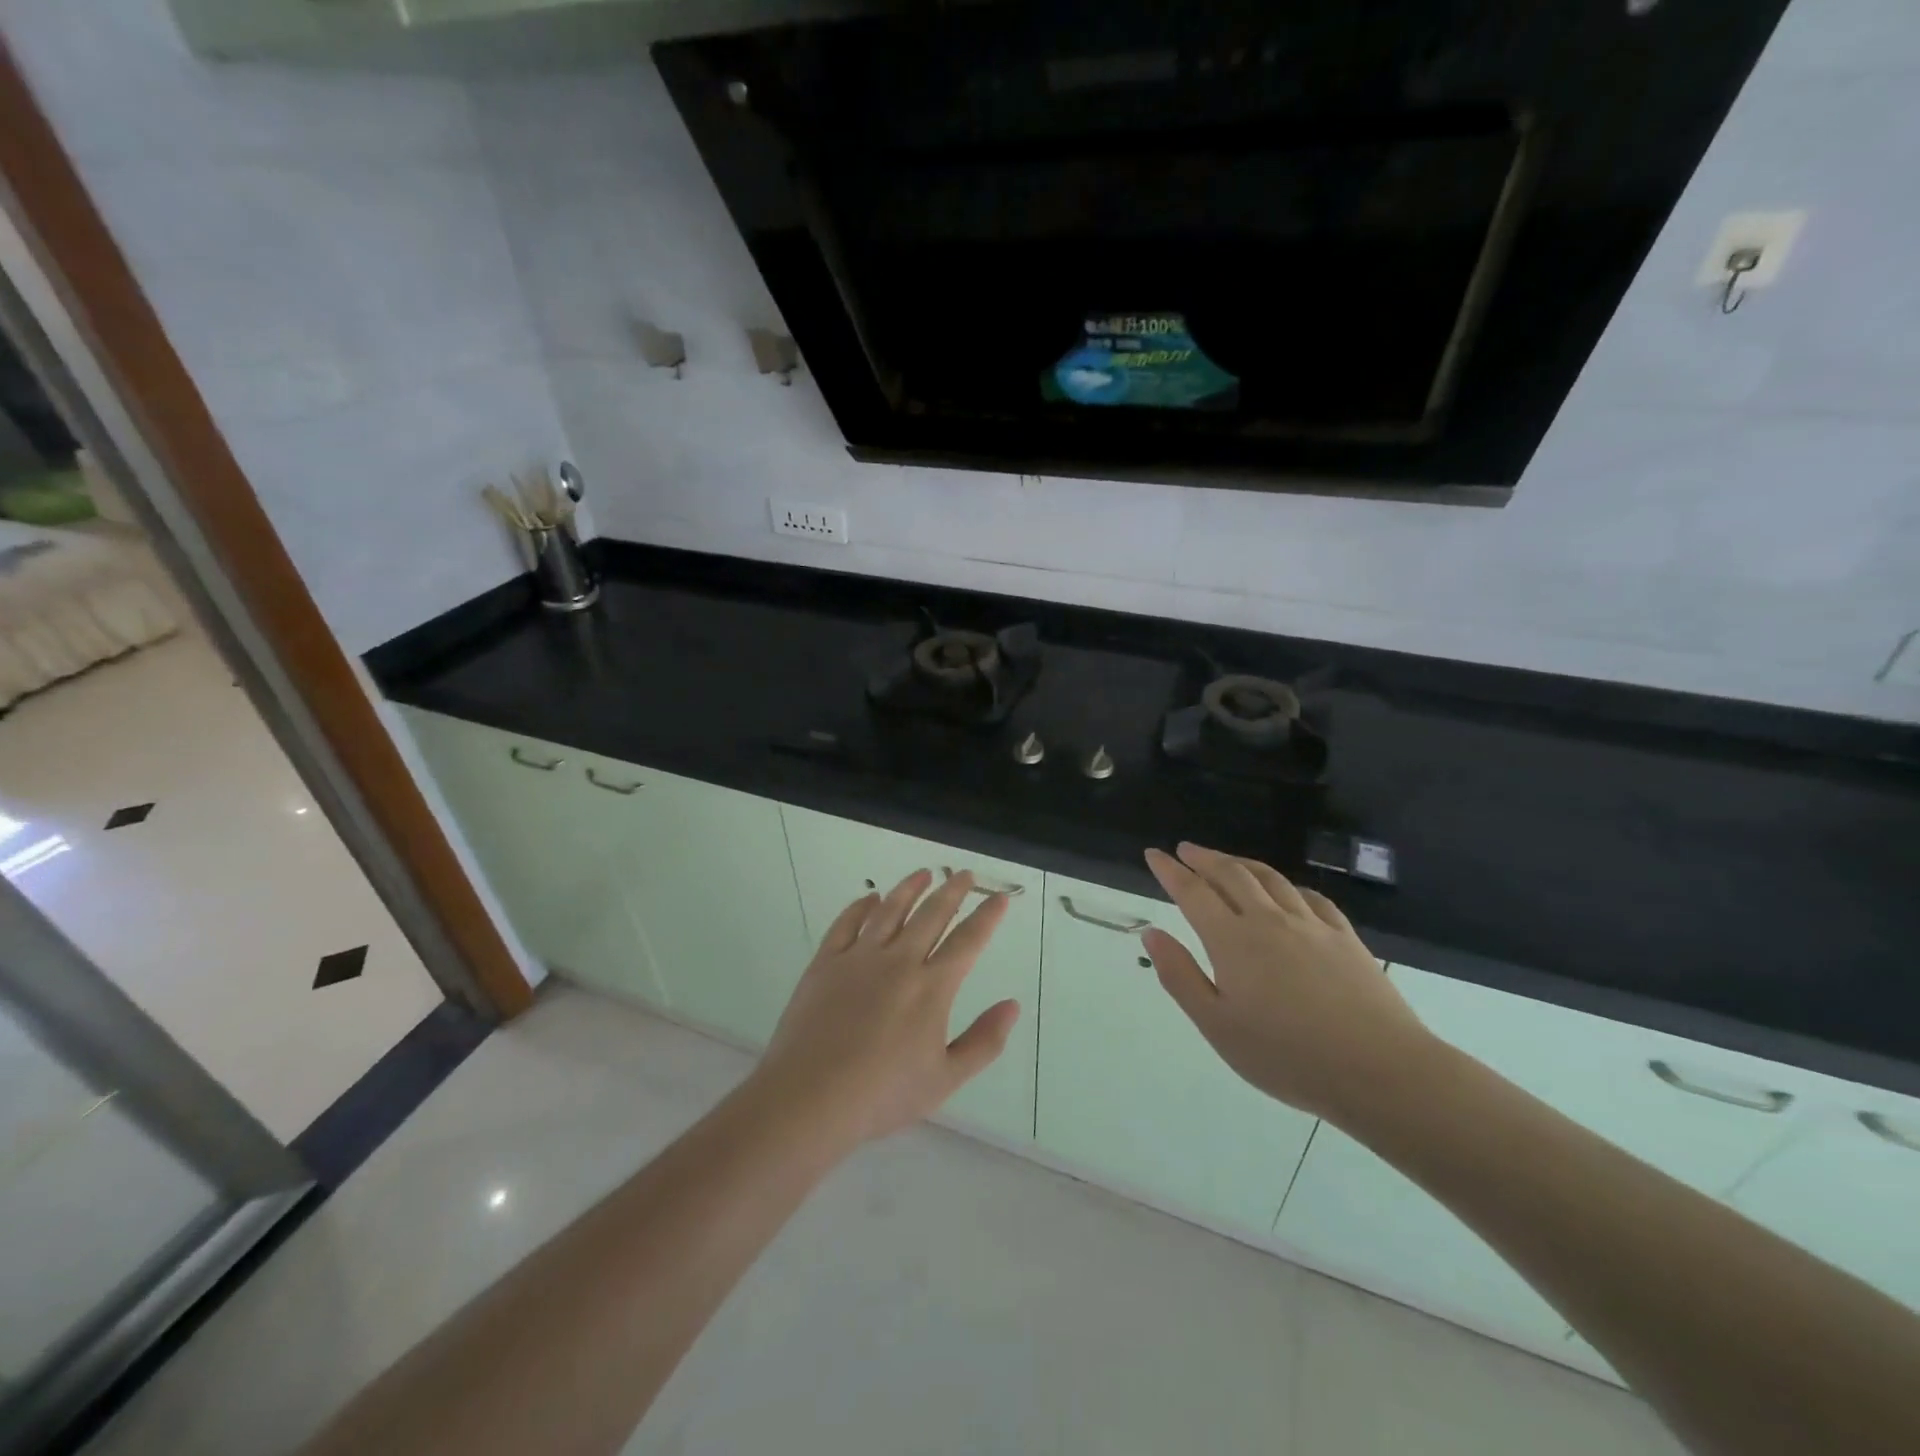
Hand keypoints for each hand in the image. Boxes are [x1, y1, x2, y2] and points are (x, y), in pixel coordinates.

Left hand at [751, 869, 1019, 1150]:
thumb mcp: (945, 1079)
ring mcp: (859, 958)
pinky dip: (861, 906)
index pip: (968, 941)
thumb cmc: (882, 1094)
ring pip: (890, 910)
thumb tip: (1013, 1005)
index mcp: (931, 987)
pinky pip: (847, 923)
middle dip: (953, 891)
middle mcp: (899, 961)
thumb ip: (984, 1041)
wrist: (810, 1097)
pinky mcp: (826, 962)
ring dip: (910, 888)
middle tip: (965, 874)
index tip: (999, 897)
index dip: (987, 916)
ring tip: (924, 873)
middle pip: (932, 915)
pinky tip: (870, 898)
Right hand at [1142, 842, 1435, 1124]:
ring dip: (1241, 863)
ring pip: (1270, 878)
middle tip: (1186, 849)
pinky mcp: (1345, 937)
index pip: (1193, 892)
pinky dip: (1287, 885)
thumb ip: (1180, 976)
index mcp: (1232, 940)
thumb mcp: (1217, 1025)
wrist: (1380, 1071)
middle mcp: (1269, 920)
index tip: (1154, 854)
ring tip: (1226, 860)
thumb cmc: (1287, 1056)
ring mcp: (1311, 925)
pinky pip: (1310, 897)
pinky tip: (1286, 891)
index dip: (1170, 870)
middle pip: (1231, 874)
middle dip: (1204, 858)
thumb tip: (1152, 933)